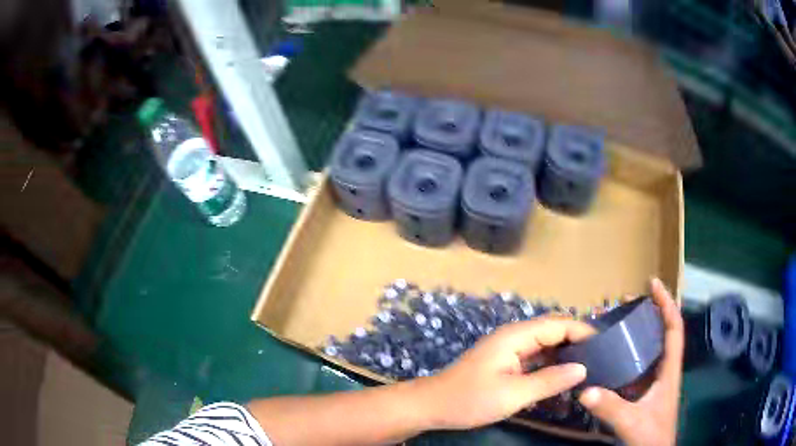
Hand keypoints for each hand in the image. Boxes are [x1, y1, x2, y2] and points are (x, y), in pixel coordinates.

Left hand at [416, 317, 594, 429]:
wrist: (433, 406)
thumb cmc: (470, 400)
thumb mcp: (513, 394)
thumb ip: (549, 380)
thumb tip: (583, 369)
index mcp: (516, 336)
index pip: (558, 324)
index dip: (582, 331)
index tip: (606, 344)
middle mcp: (515, 337)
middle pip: (553, 331)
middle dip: (577, 341)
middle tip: (601, 357)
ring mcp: (510, 350)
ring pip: (546, 345)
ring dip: (565, 354)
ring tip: (590, 366)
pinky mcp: (507, 363)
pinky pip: (536, 358)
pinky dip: (552, 364)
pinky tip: (564, 376)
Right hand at [579, 278, 683, 445]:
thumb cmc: (651, 435)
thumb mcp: (631, 421)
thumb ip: (611, 407)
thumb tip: (585, 389)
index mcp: (669, 369)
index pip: (673, 328)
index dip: (666, 303)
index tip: (653, 283)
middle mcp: (665, 369)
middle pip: (663, 332)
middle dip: (650, 312)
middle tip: (629, 301)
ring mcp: (656, 380)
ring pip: (651, 347)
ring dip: (640, 331)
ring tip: (621, 321)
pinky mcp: (646, 391)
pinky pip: (640, 364)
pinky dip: (630, 353)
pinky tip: (614, 355)